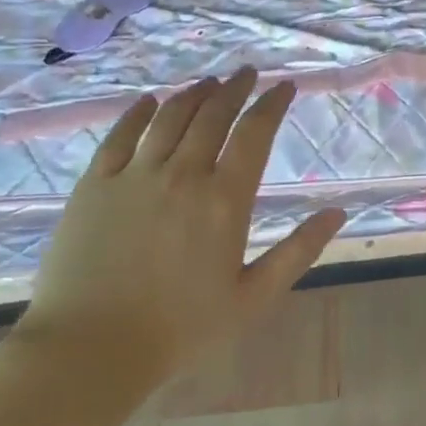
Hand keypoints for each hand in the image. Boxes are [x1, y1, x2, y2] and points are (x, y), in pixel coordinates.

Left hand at [18, 68, 345, 396]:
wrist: (88, 351)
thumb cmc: (180, 329)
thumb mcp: (252, 298)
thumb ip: (298, 251)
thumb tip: (337, 213)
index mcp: (225, 199)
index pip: (255, 132)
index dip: (272, 103)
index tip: (284, 86)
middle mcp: (182, 174)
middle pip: (214, 114)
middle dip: (235, 88)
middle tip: (247, 73)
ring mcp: (134, 176)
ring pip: (170, 117)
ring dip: (194, 94)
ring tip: (209, 83)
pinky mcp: (94, 185)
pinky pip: (120, 135)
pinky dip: (139, 112)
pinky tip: (150, 101)